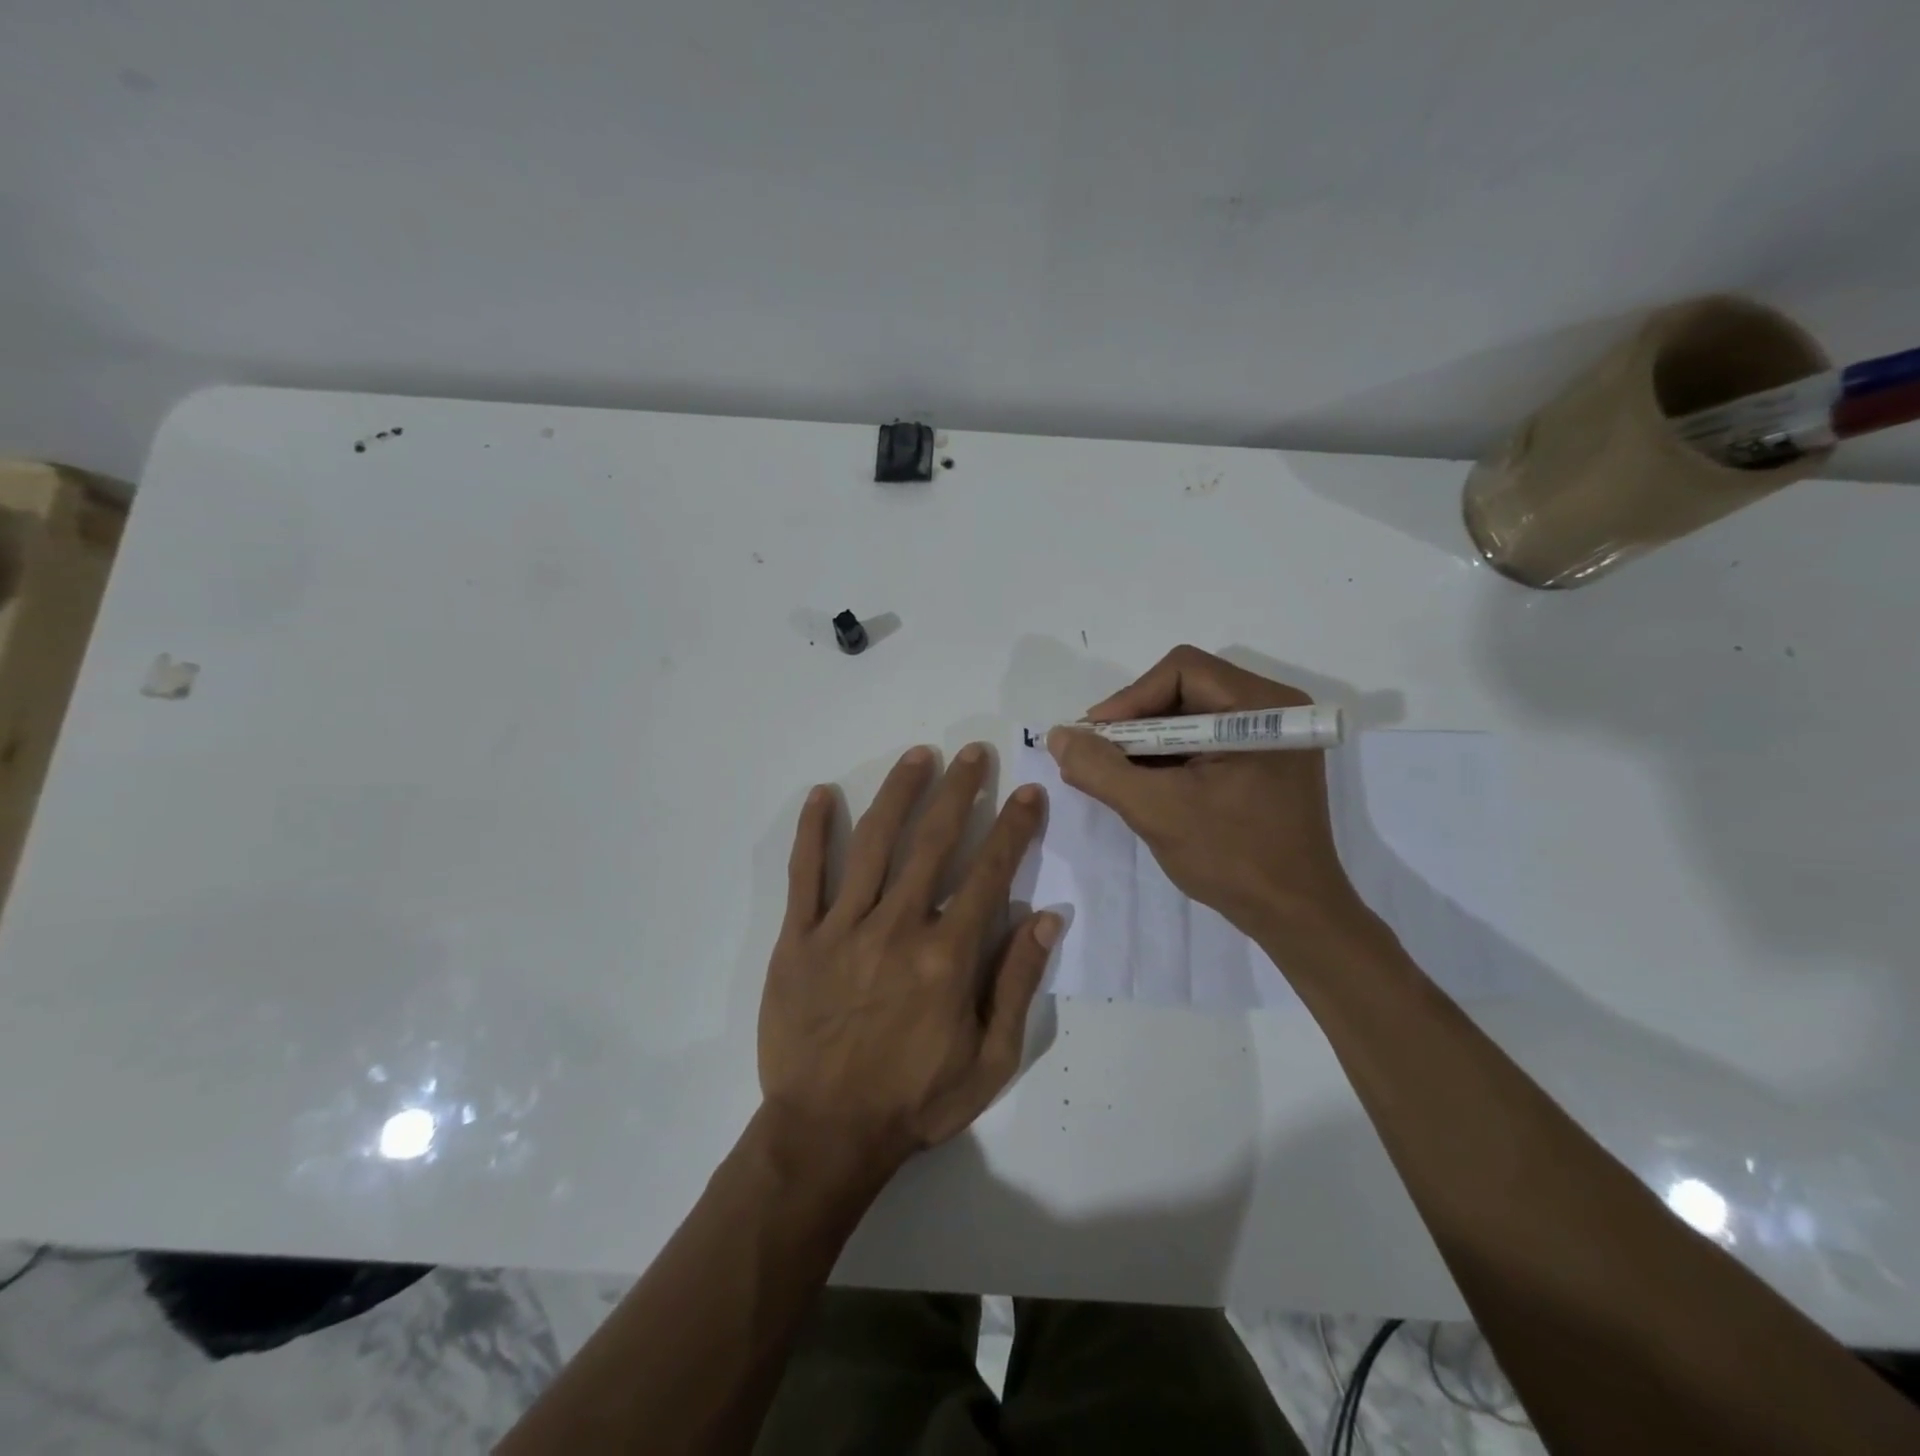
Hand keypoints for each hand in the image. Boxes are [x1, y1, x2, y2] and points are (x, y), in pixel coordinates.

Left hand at [759, 744, 1057, 1171]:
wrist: (826, 1135)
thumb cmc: (915, 1100)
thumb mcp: (990, 1060)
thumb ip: (1017, 983)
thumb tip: (1048, 916)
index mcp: (947, 956)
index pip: (990, 872)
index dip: (1014, 827)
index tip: (1029, 792)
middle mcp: (897, 927)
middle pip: (933, 841)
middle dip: (960, 790)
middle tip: (975, 752)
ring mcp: (842, 928)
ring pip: (873, 843)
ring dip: (899, 793)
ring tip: (919, 755)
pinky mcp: (797, 938)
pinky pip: (804, 874)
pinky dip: (812, 831)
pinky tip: (822, 794)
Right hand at [1047, 645, 1366, 945]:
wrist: (1294, 916)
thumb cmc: (1232, 858)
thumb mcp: (1156, 810)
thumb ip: (1101, 769)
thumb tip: (1059, 736)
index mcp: (1262, 708)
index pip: (1182, 671)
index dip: (1130, 698)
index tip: (1095, 738)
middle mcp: (1274, 709)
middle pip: (1185, 688)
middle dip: (1135, 721)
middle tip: (1099, 754)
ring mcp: (1272, 736)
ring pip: (1191, 714)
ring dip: (1148, 740)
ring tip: (1115, 772)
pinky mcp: (1264, 761)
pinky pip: (1205, 739)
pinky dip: (1169, 756)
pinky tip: (1145, 783)